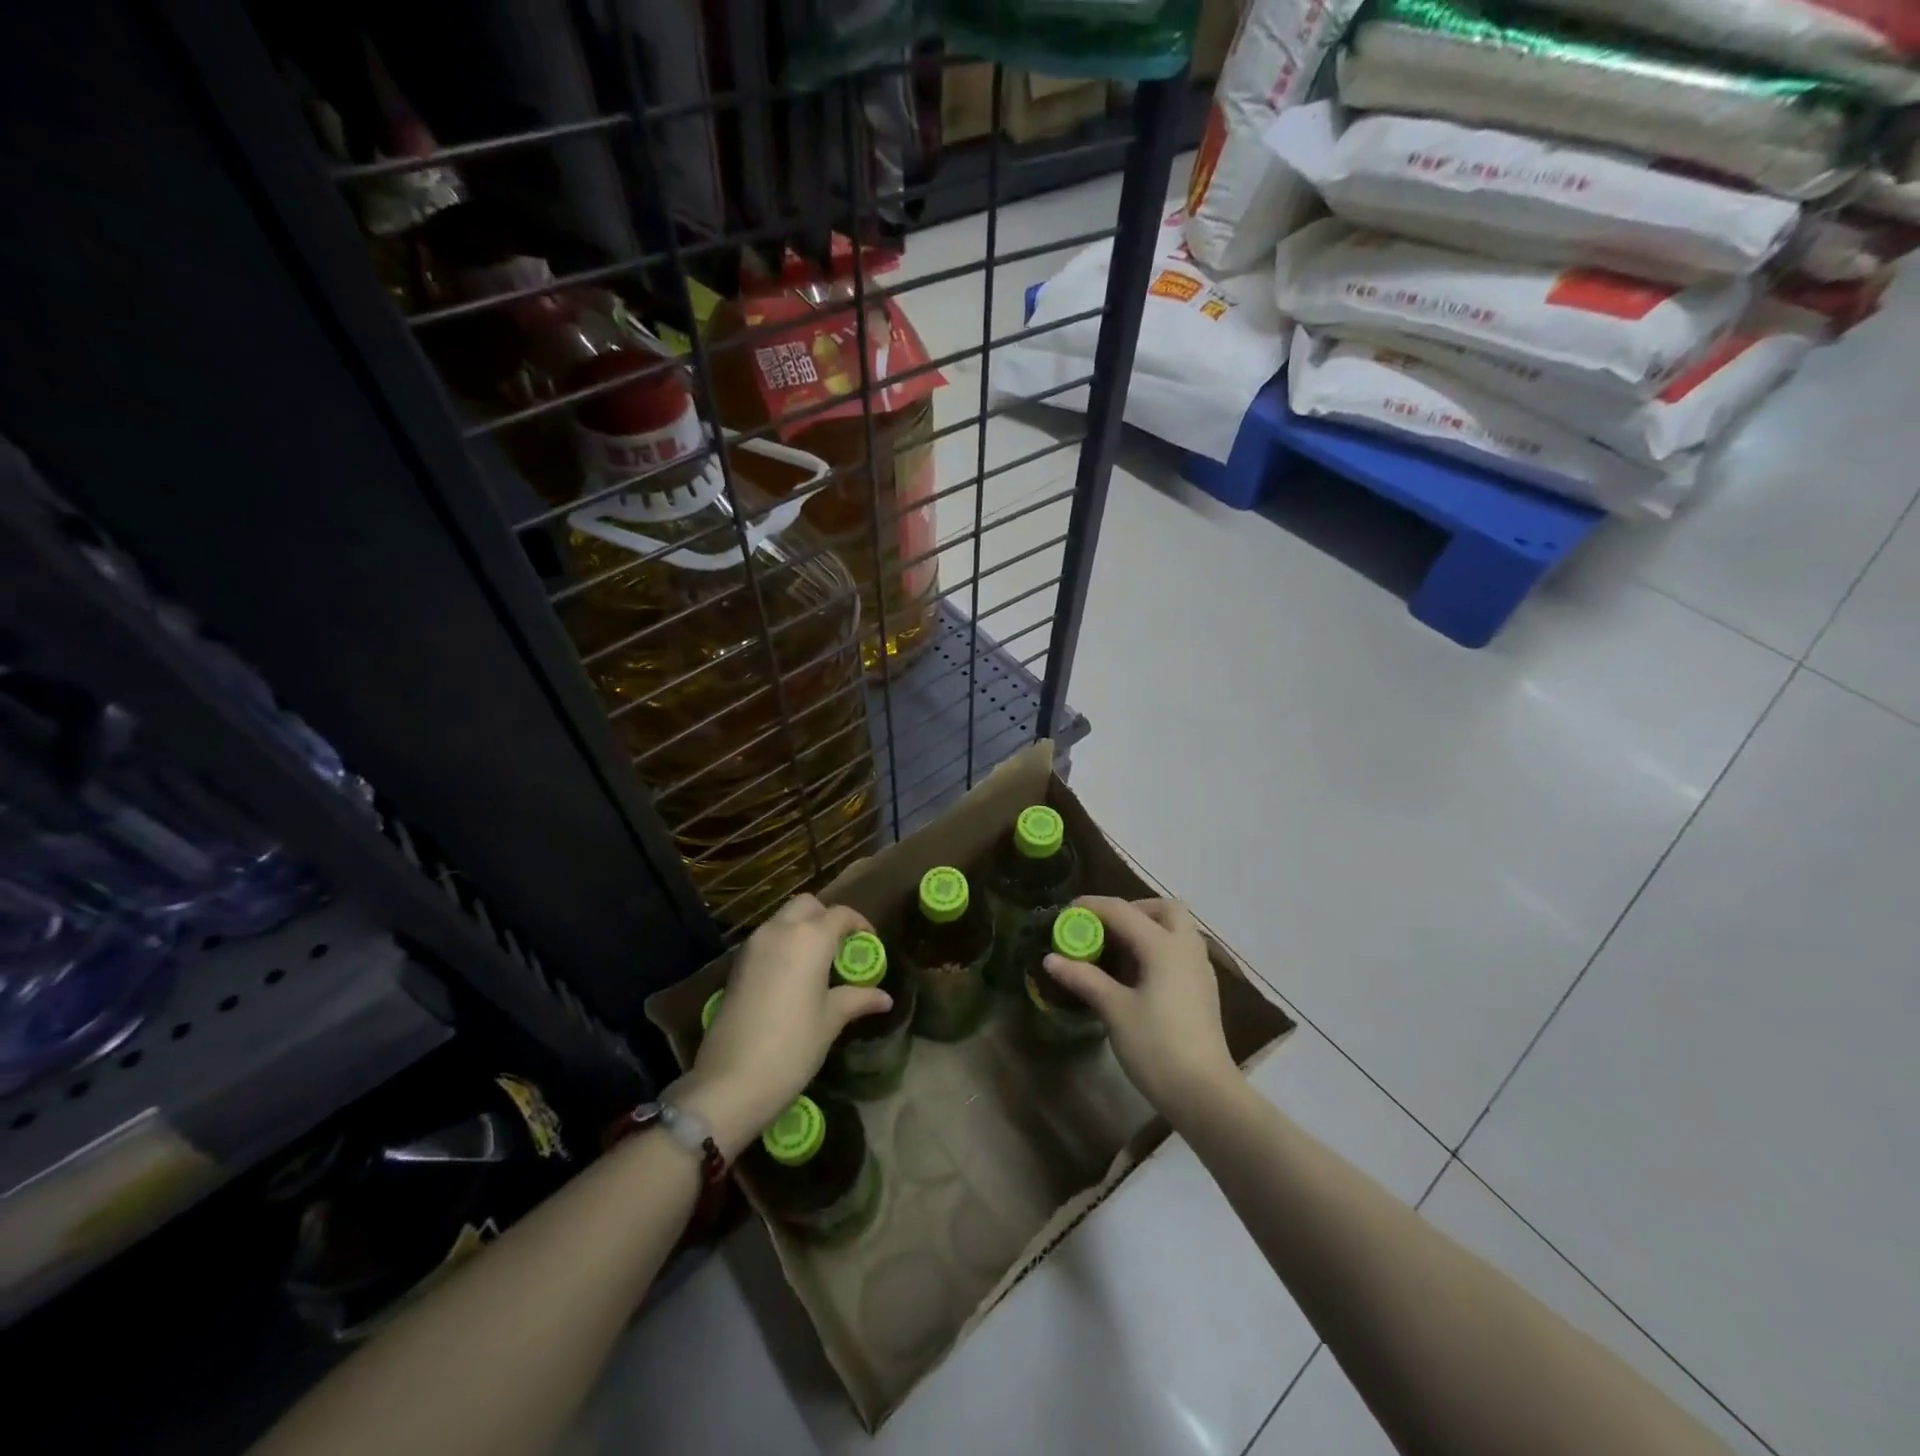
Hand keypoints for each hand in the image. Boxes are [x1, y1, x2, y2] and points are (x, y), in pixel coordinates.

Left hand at [675, 894, 891, 1158]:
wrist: (730, 1080)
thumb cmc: (792, 1047)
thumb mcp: (830, 1021)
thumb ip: (857, 999)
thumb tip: (884, 998)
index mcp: (810, 938)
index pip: (840, 914)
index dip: (859, 924)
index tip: (869, 943)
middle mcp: (780, 930)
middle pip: (807, 905)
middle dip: (826, 917)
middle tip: (841, 947)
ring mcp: (754, 945)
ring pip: (783, 919)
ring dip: (803, 928)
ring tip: (819, 963)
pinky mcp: (737, 964)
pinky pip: (767, 939)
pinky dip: (784, 944)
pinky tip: (794, 976)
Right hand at [1044, 896, 1238, 1121]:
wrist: (1205, 1094)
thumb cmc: (1157, 1047)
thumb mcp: (1115, 1010)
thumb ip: (1084, 978)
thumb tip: (1051, 959)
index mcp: (1164, 946)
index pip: (1123, 911)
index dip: (1091, 907)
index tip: (1065, 913)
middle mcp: (1186, 948)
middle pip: (1164, 908)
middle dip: (1132, 909)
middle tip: (1105, 927)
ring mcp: (1199, 969)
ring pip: (1176, 928)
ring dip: (1147, 928)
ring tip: (1115, 952)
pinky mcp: (1203, 989)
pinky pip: (1179, 950)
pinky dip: (1157, 948)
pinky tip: (1136, 975)